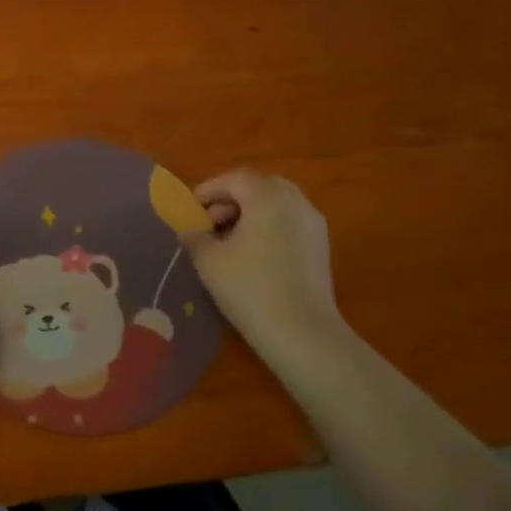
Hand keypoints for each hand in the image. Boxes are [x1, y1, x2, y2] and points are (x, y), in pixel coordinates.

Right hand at [179, 171, 352, 374]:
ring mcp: (313, 224)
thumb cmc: (248, 287)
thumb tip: (190, 229)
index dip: (208, 191)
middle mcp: (295, 201)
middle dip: (231, 200)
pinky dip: (268, 228)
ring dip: (250, 214)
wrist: (301, 332)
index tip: (189, 210)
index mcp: (267, 196)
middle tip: (209, 223)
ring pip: (276, 205)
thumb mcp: (208, 260)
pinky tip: (252, 256)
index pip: (234, 179)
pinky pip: (289, 223)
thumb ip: (194, 236)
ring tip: (227, 242)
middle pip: (258, 187)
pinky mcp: (321, 247)